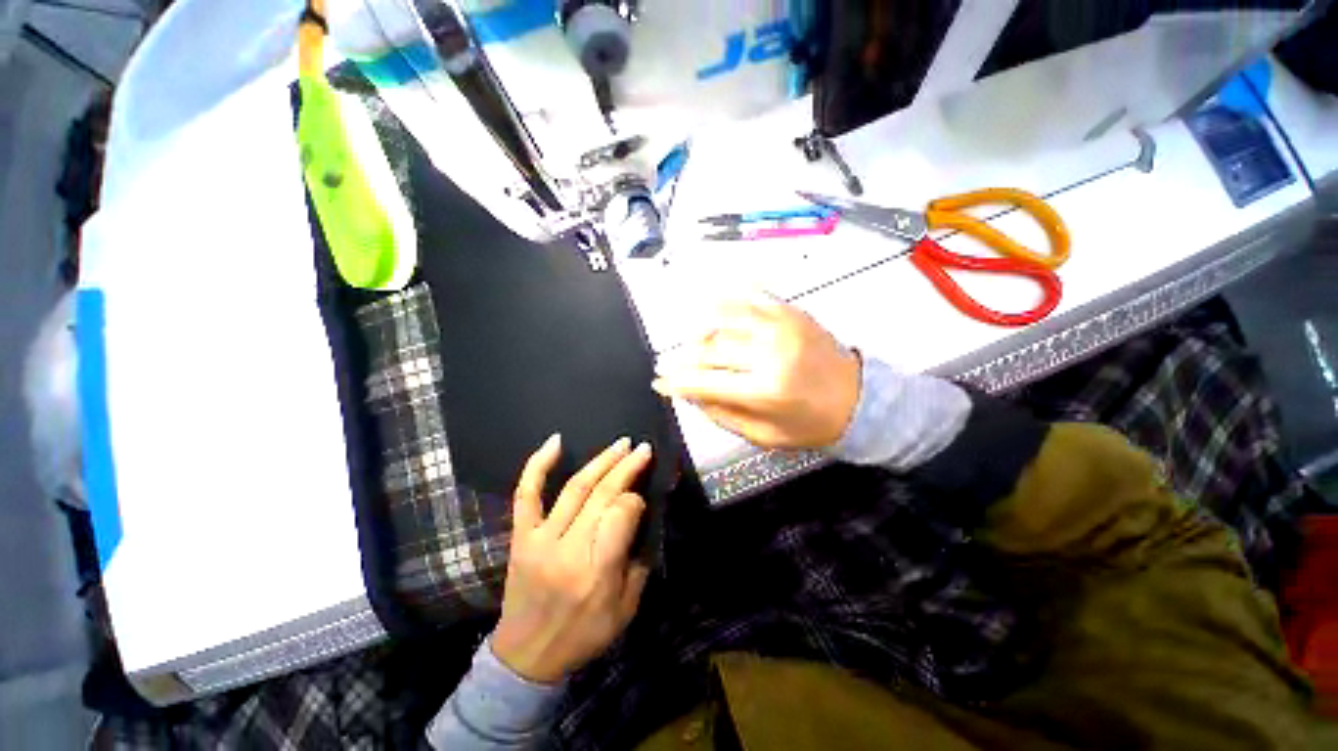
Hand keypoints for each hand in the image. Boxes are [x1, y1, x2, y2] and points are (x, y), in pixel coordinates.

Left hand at [492, 435, 651, 683]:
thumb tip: (642, 514)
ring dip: (601, 461)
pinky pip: (526, 494)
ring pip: (574, 488)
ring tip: (621, 444)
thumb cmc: (583, 634)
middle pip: (601, 495)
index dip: (636, 499)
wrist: (525, 657)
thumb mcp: (625, 609)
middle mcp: (568, 550)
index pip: (621, 514)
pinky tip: (555, 441)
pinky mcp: (521, 536)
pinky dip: (538, 465)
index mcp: (597, 572)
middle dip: (626, 467)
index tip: (642, 497)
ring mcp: (540, 539)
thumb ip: (639, 561)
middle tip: (642, 449)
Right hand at [652, 294, 860, 449]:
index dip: (677, 382)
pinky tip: (710, 313)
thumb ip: (722, 414)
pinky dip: (724, 304)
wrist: (859, 397)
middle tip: (664, 364)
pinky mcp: (789, 311)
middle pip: (710, 350)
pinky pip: (747, 298)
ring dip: (698, 331)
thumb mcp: (764, 434)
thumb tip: (687, 394)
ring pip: (722, 319)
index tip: (658, 382)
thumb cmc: (810, 424)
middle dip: (681, 359)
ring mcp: (780, 325)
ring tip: (689, 343)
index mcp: (766, 390)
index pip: (706, 382)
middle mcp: (770, 352)